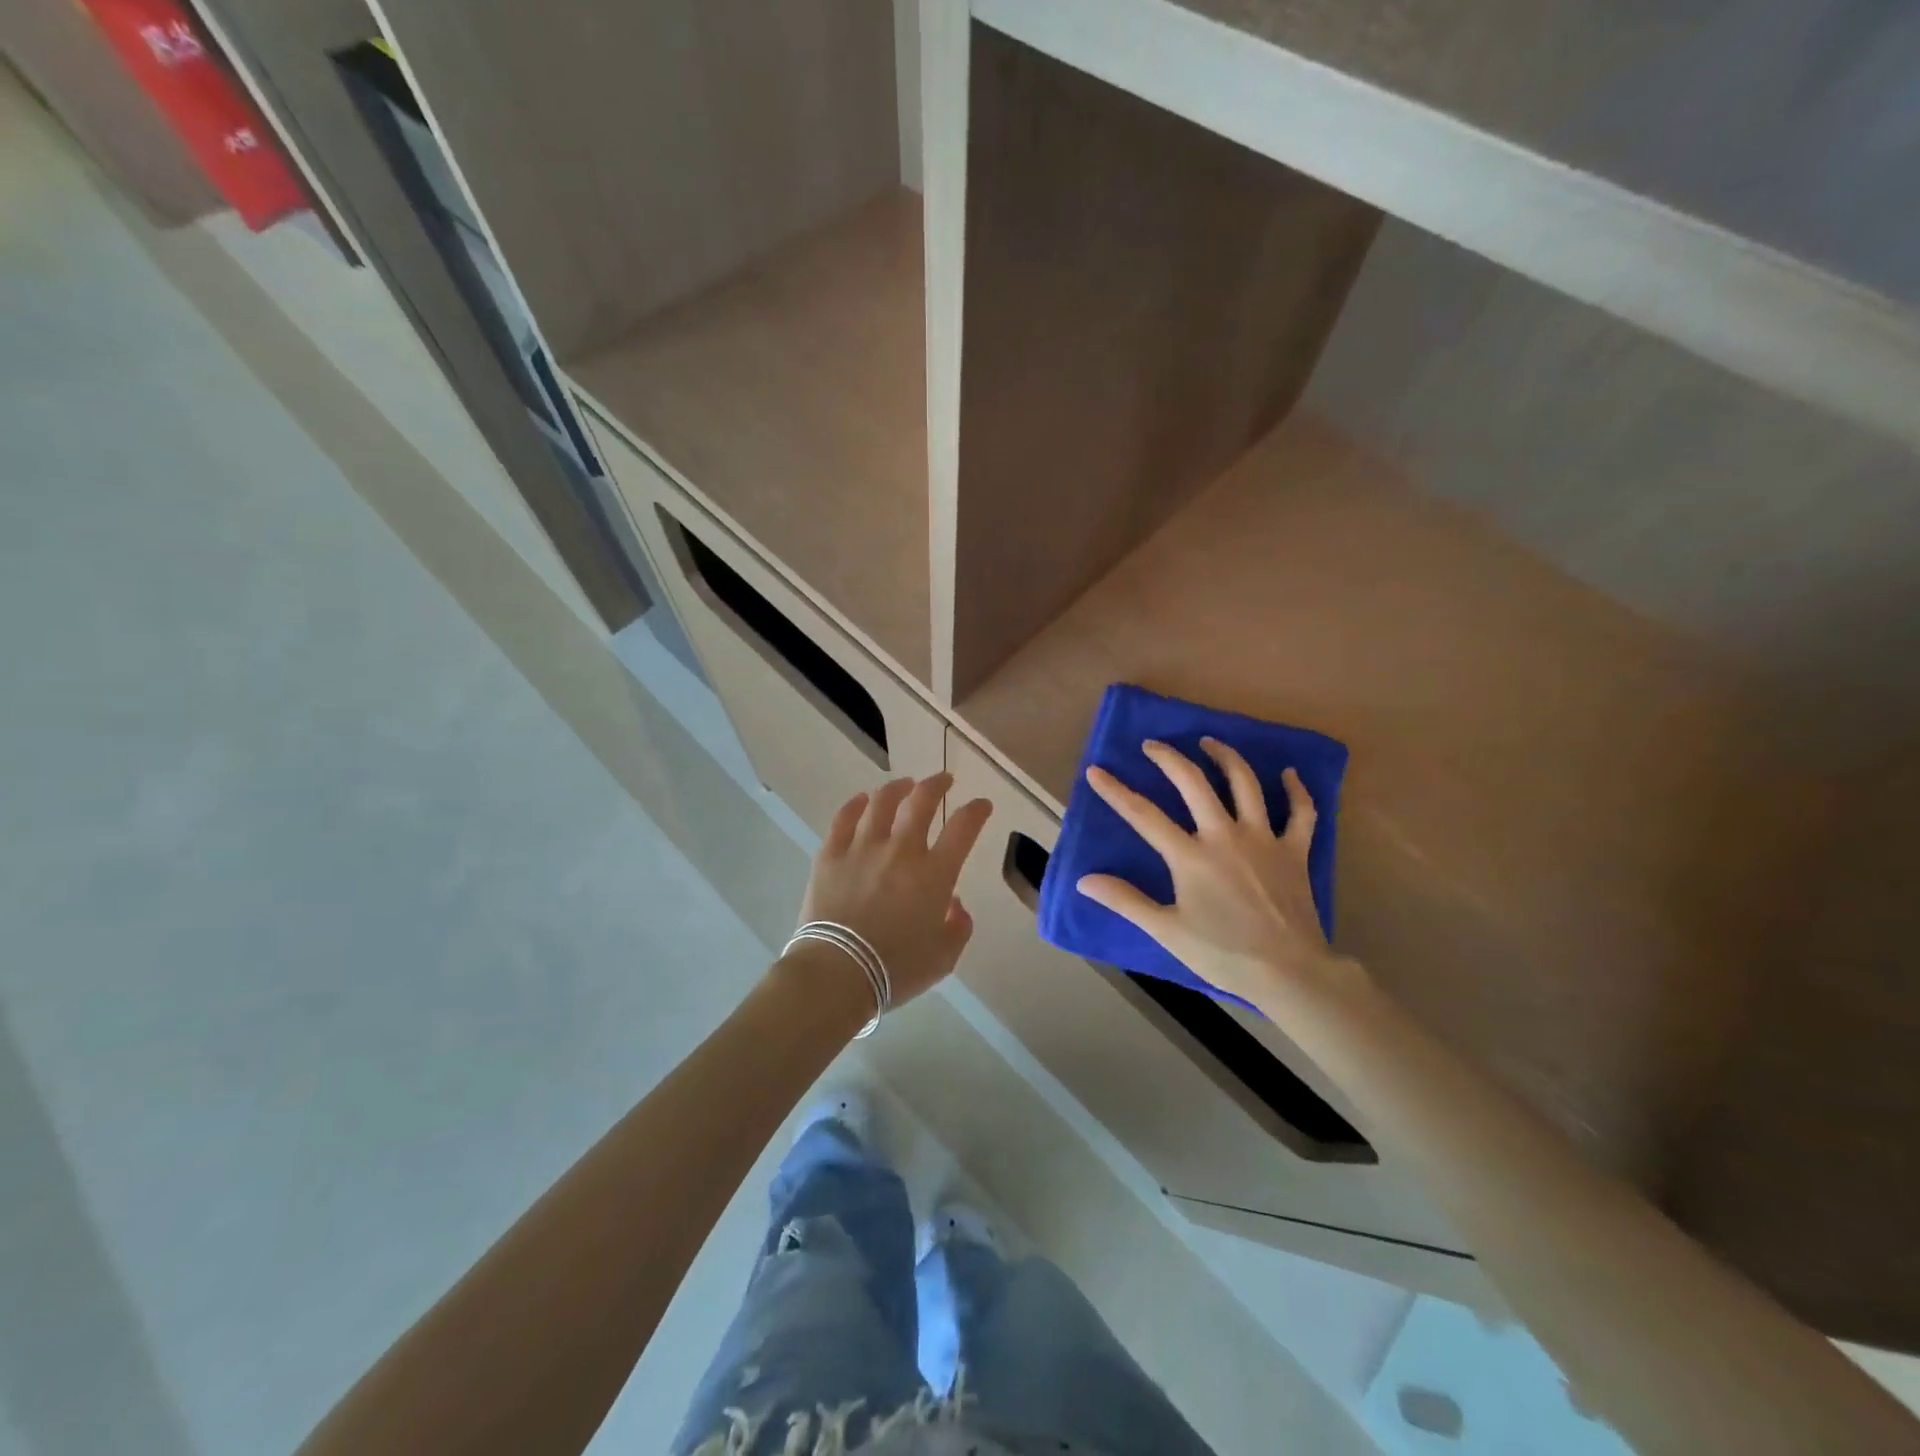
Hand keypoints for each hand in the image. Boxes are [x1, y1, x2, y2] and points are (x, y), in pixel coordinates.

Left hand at [798, 774, 992, 1006]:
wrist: (837, 973)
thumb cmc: (896, 970)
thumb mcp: (944, 958)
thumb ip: (958, 927)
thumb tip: (953, 904)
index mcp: (934, 874)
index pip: (963, 828)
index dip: (976, 811)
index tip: (981, 804)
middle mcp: (901, 850)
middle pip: (921, 801)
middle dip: (937, 784)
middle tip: (944, 780)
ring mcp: (862, 848)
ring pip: (881, 802)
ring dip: (897, 788)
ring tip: (904, 784)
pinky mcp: (830, 855)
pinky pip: (843, 819)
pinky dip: (855, 805)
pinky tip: (862, 800)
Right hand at [1078, 738, 1352, 1006]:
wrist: (1289, 972)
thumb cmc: (1223, 954)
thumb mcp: (1167, 931)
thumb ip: (1125, 900)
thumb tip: (1084, 880)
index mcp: (1190, 856)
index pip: (1143, 816)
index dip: (1116, 791)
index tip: (1096, 771)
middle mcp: (1224, 836)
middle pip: (1193, 783)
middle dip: (1170, 758)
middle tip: (1153, 745)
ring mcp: (1263, 839)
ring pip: (1245, 784)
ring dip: (1225, 757)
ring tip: (1210, 742)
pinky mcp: (1294, 851)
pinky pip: (1300, 812)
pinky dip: (1297, 790)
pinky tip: (1289, 774)